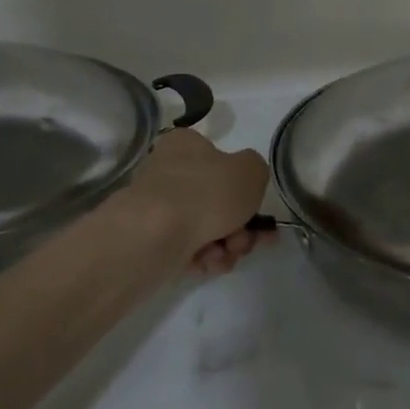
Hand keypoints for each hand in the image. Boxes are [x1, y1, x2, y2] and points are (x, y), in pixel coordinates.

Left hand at [122, 128, 273, 273]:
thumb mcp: (250, 170)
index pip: (219, 158)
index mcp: (185, 145)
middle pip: (216, 199)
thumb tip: (245, 180)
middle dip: (240, 225)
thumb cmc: (206, 192)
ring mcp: (157, 206)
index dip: (244, 186)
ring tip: (228, 255)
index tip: (259, 210)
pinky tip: (210, 264)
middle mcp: (167, 170)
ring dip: (226, 244)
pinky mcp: (150, 238)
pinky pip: (186, 247)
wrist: (156, 235)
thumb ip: (256, 170)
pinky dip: (204, 257)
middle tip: (250, 240)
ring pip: (205, 226)